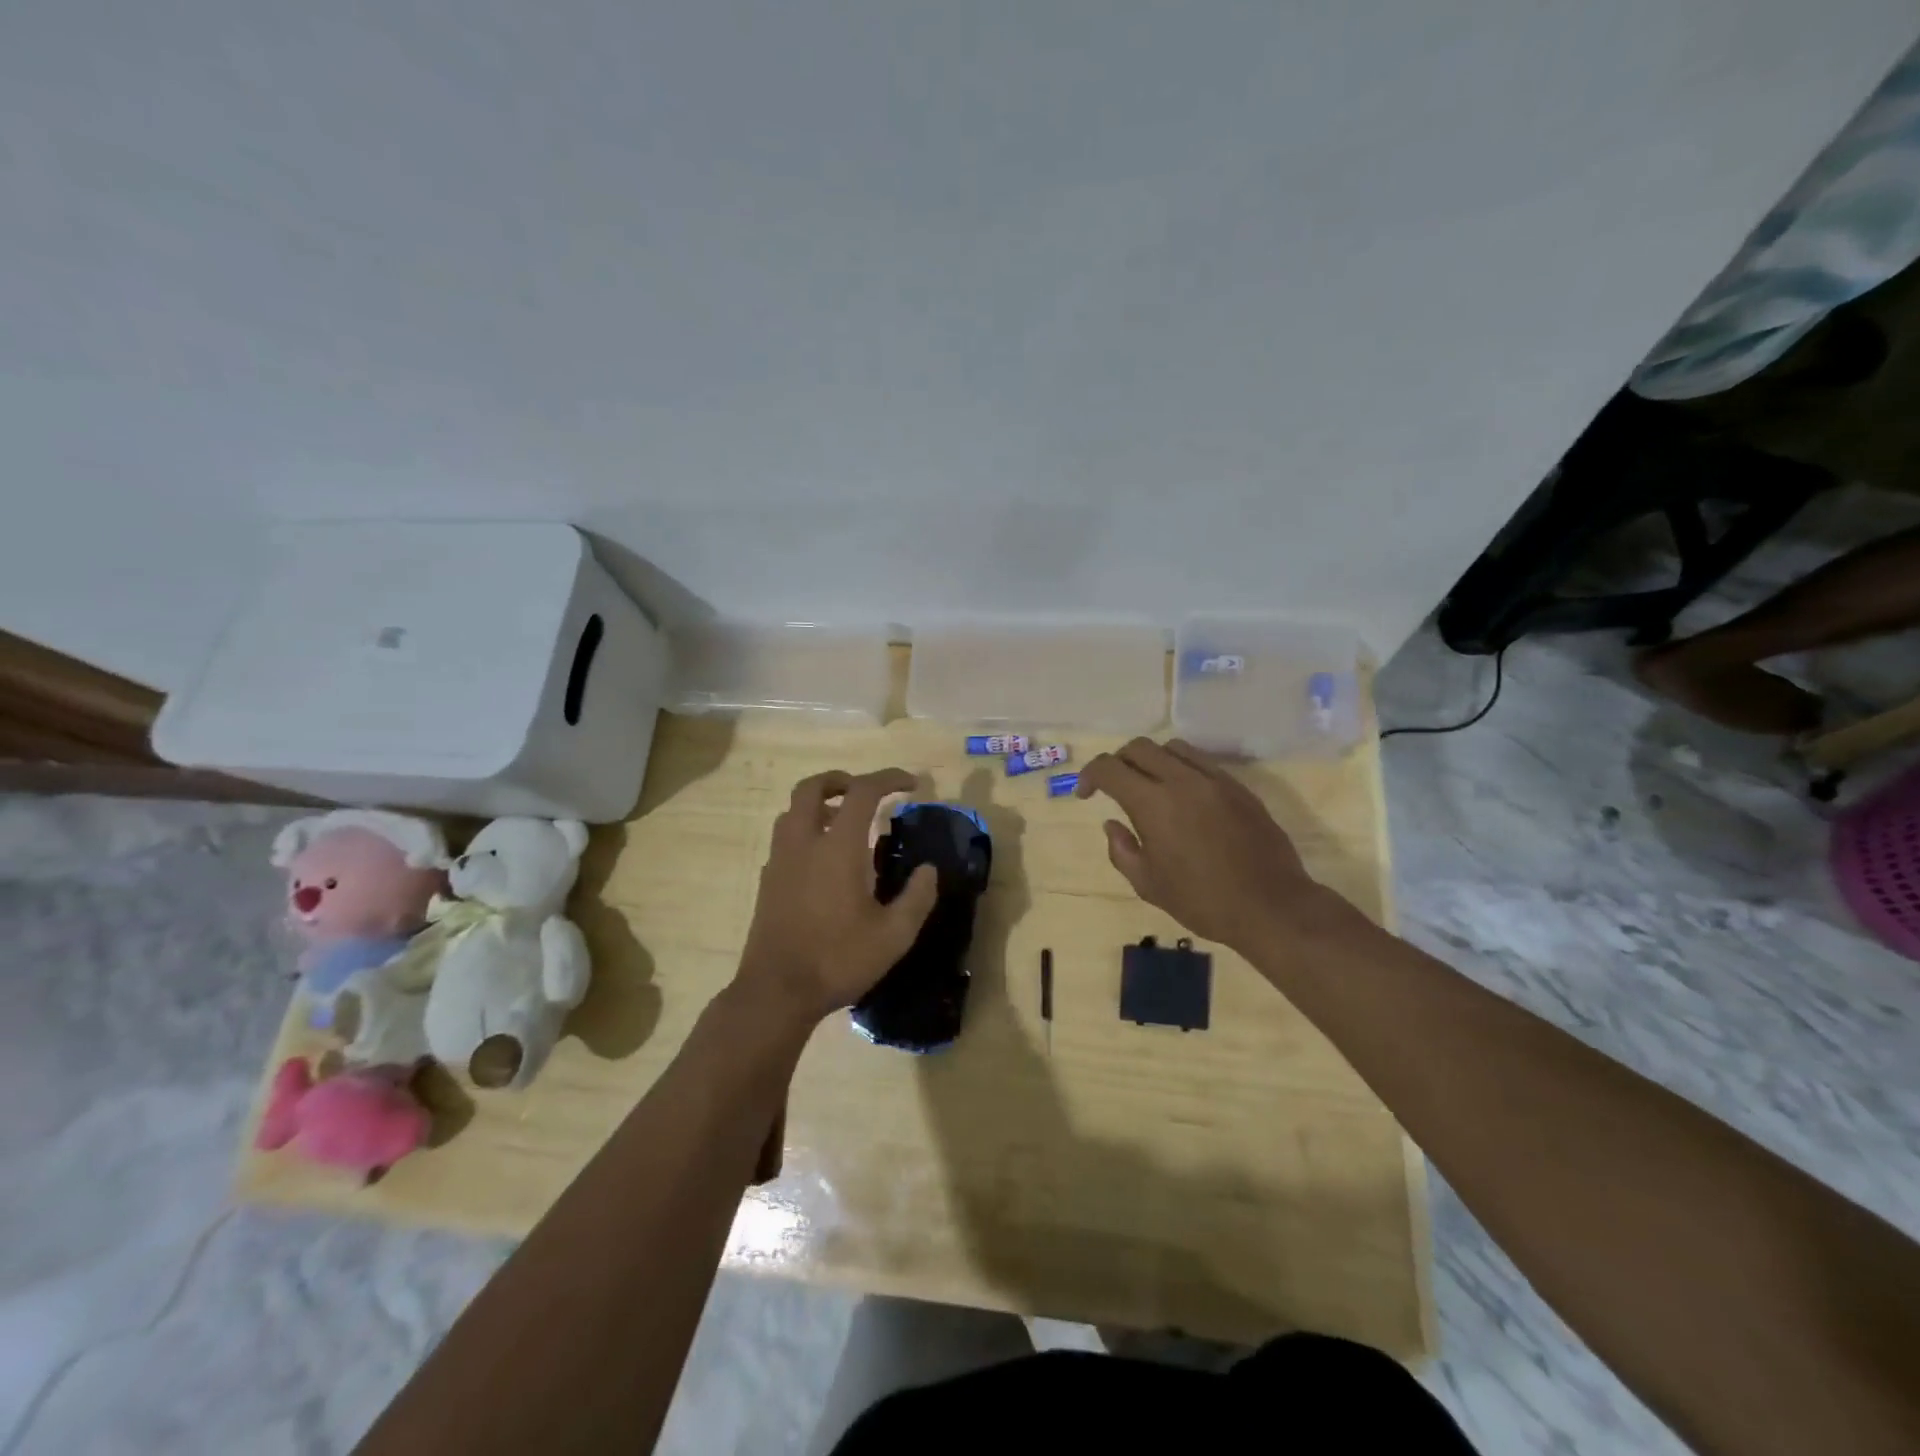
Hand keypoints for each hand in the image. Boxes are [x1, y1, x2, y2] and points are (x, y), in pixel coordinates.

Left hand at [737, 768, 939, 1023]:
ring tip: (844, 824)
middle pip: (811, 787)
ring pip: (792, 811)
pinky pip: (785, 838)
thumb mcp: (893, 935)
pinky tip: (823, 862)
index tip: (911, 784)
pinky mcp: (767, 881)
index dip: (888, 779)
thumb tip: (928, 870)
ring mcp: (779, 861)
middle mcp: (803, 843)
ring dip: (819, 804)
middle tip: (864, 792)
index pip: (862, 792)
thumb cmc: (838, 960)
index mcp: (837, 847)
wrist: (776, 992)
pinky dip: (805, 832)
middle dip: (840, 780)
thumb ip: (917, 897)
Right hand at [1076, 738, 1341, 953]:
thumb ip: (1122, 850)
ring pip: (1172, 748)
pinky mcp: (1238, 786)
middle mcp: (1182, 780)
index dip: (1089, 775)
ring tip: (1150, 787)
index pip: (1109, 768)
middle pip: (1139, 748)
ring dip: (1151, 760)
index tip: (1086, 794)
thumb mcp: (1148, 885)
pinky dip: (1182, 768)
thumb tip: (1112, 824)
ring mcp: (1214, 780)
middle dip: (1117, 762)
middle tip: (1114, 788)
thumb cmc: (1202, 901)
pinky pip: (1202, 761)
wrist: (1270, 906)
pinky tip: (1183, 796)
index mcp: (1153, 804)